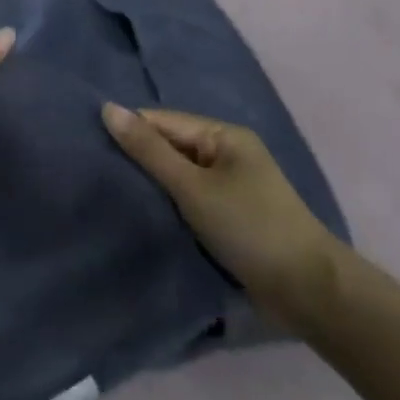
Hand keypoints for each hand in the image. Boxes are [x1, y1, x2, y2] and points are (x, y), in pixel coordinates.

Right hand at [103, 104, 344, 331]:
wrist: (310, 292)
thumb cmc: (249, 228)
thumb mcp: (192, 187)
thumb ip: (148, 150)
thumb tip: (107, 108)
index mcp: (224, 135)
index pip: (162, 121)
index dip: (129, 131)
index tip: (89, 147)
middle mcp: (228, 153)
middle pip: (170, 146)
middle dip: (138, 159)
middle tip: (94, 172)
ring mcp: (231, 186)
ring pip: (178, 175)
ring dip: (153, 185)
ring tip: (111, 192)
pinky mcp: (231, 217)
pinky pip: (190, 199)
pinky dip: (170, 204)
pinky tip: (144, 213)